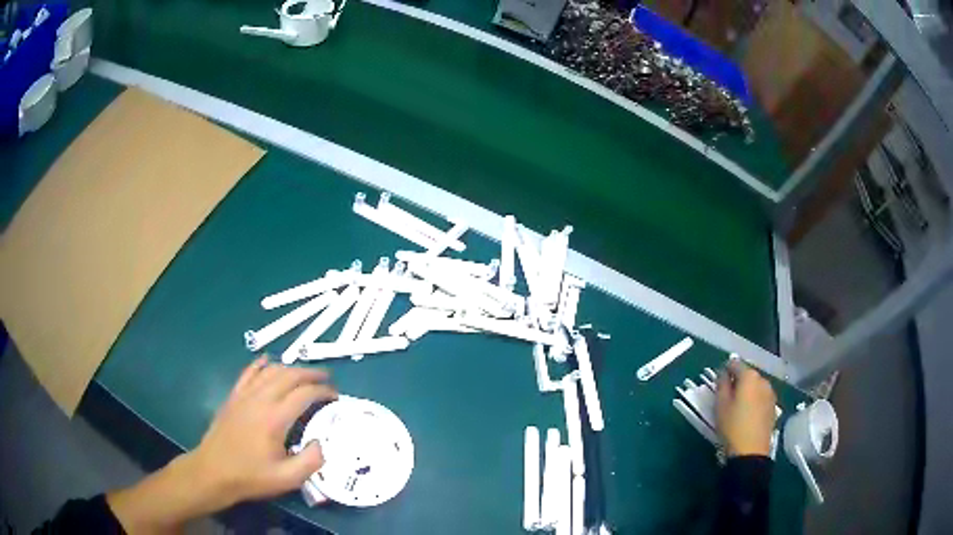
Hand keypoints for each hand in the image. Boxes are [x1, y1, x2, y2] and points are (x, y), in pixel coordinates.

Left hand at [187, 357, 336, 507]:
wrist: (214, 472)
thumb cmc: (251, 476)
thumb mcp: (287, 479)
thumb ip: (311, 461)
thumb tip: (321, 442)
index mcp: (275, 418)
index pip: (304, 393)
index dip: (323, 391)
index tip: (335, 396)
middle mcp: (260, 399)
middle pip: (289, 375)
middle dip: (310, 373)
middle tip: (326, 379)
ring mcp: (244, 395)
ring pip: (270, 370)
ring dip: (290, 368)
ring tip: (304, 375)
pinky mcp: (233, 396)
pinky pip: (249, 372)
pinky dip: (261, 364)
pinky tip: (268, 362)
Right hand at [715, 360, 775, 456]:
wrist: (751, 451)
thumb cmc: (732, 426)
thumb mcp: (720, 405)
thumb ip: (721, 384)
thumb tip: (724, 374)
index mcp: (749, 376)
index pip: (735, 364)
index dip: (725, 371)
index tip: (718, 384)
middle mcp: (763, 380)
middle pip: (747, 374)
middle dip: (737, 381)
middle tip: (727, 397)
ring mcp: (770, 393)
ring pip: (755, 386)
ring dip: (747, 391)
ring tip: (738, 407)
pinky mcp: (773, 406)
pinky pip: (761, 397)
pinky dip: (754, 400)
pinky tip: (748, 414)